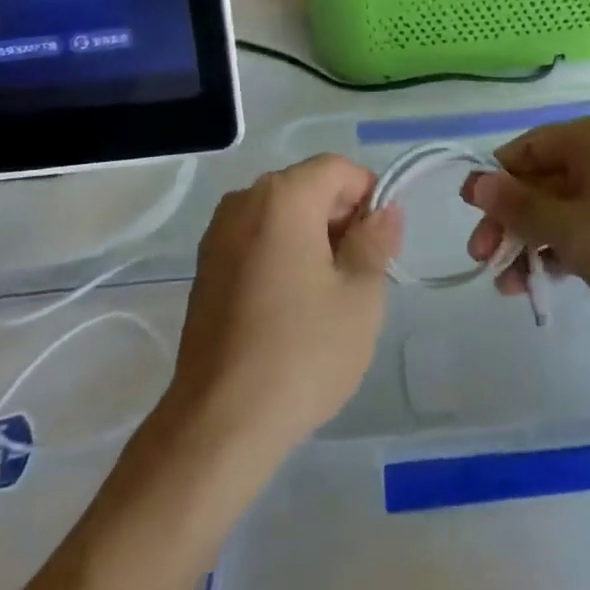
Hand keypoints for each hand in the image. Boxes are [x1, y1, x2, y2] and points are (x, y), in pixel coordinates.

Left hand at [164, 155, 401, 456]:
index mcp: (283, 196)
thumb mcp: (360, 296)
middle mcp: (244, 200)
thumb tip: (384, 210)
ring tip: (328, 295)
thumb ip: (375, 241)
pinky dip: (281, 254)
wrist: (219, 421)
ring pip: (280, 215)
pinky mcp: (205, 267)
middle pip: (306, 187)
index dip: (369, 195)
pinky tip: (291, 306)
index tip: (382, 243)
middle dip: (340, 218)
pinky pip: (255, 240)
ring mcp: (218, 233)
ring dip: (311, 238)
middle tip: (362, 274)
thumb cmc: (302, 351)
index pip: (338, 169)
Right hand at [462, 112, 589, 360]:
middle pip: (544, 180)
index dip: (497, 180)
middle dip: (511, 219)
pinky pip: (586, 227)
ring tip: (507, 283)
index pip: (531, 147)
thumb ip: (520, 207)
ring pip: (562, 208)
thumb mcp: (575, 231)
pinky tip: (537, 282)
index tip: (471, 215)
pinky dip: (561, 250)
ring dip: (531, 241)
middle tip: (482, 257)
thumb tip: (474, 183)